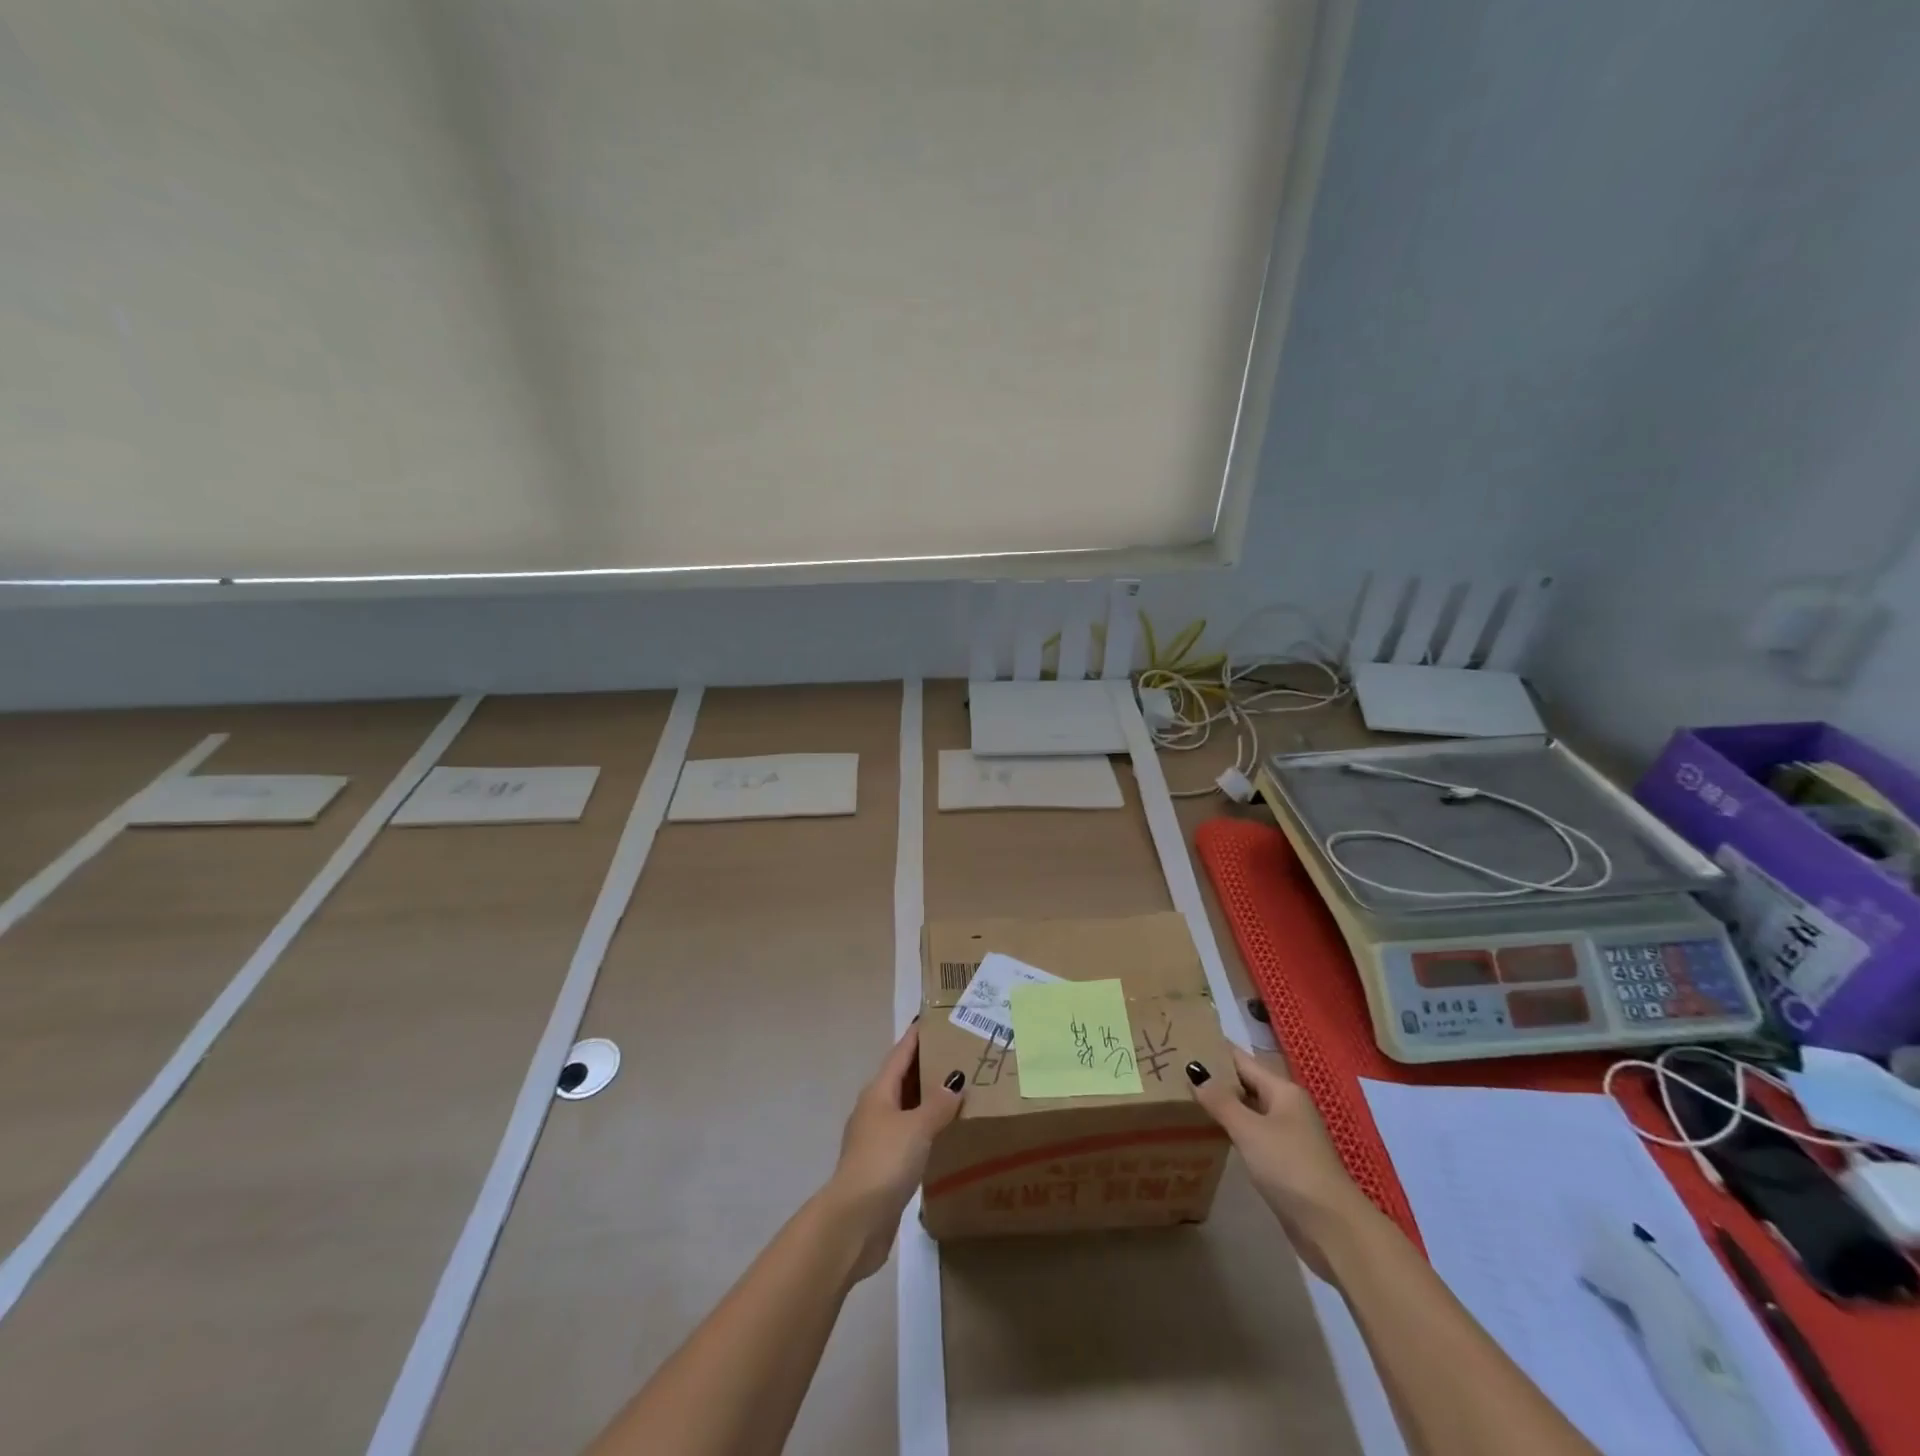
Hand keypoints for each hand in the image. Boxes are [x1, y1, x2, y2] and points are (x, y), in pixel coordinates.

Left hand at [819, 1024, 965, 1280]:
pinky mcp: (883, 1167)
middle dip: (926, 1066)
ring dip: (927, 1099)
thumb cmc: (884, 1162)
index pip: (900, 1054)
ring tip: (957, 1090)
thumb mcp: (917, 1127)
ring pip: (906, 1108)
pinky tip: (944, 1134)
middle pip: (902, 1079)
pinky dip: (926, 1128)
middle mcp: (875, 1110)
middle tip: (957, 1053)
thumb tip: (955, 1081)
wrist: (854, 1222)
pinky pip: (909, 1135)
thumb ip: (938, 1104)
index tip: (934, 1019)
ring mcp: (877, 1139)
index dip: (917, 1037)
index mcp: (879, 1092)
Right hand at [1186, 1048, 1368, 1280]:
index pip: (1242, 1060)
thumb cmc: (1290, 1167)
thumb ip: (1221, 1100)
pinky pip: (1251, 1133)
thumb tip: (1195, 1070)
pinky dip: (1231, 1128)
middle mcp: (1287, 1107)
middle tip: (1175, 1068)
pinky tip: (1209, 1131)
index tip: (1184, 1041)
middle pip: (1246, 1083)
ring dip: (1222, 1104)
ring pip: (1248, 1110)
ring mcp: (1287, 1136)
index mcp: (1283, 1090)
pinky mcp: (1283, 1162)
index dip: (1215, 1050)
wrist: (1332, 1228)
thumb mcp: (1250, 1130)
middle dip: (1215, 1077)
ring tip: (1184, 1095)